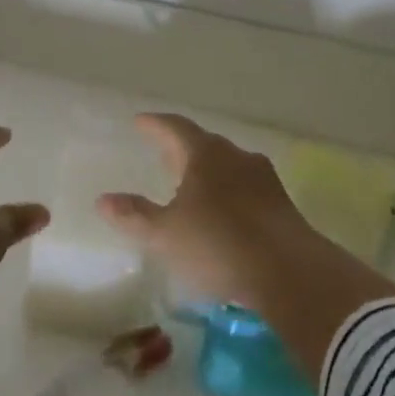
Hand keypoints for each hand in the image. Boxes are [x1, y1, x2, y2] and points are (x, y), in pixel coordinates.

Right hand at [97, 113, 394, 373]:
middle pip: (204, 145)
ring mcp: (265, 180)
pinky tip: (224, 214)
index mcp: (205, 155)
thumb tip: (103, 200)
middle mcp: (236, 157)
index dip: (155, 125)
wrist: (291, 273)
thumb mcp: (166, 234)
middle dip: (182, 149)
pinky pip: (247, 189)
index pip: (175, 128)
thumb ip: (134, 215)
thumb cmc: (219, 244)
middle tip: (164, 154)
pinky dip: (229, 194)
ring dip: (209, 172)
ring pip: (229, 166)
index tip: (140, 122)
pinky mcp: (283, 206)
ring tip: (193, 186)